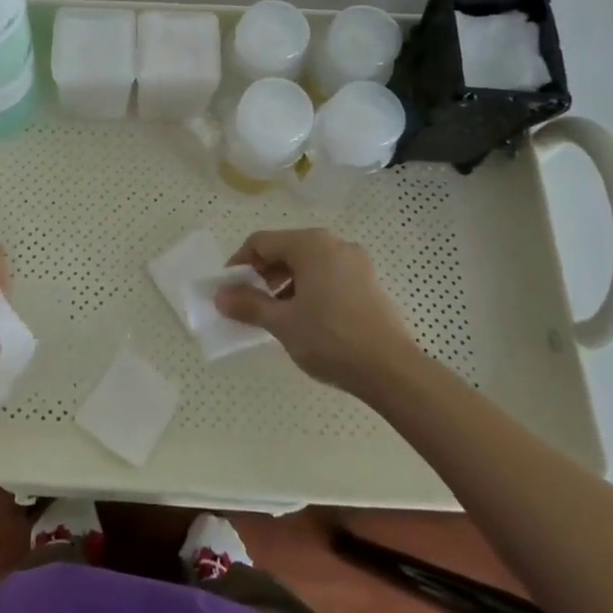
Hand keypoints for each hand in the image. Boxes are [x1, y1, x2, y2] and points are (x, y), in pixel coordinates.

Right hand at [215, 228, 412, 392]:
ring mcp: (356, 262)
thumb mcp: (282, 322)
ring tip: (277, 314)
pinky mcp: (368, 283)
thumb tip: (220, 295)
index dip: (239, 263)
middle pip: (285, 249)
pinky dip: (309, 289)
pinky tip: (306, 318)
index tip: (228, 290)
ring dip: (286, 283)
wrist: (391, 370)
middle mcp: (334, 244)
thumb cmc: (330, 338)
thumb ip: (248, 304)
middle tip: (251, 303)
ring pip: (308, 263)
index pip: (261, 242)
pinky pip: (328, 275)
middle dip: (263, 274)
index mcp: (310, 244)